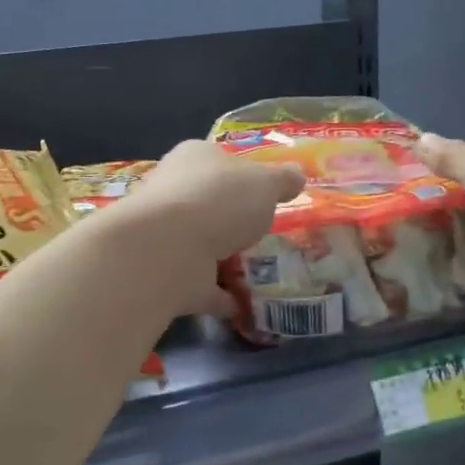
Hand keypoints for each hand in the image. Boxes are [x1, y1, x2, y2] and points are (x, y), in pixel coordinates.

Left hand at [118, 142, 305, 315]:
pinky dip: (221, 296)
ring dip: (224, 258)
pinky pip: (202, 286)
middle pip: (206, 203)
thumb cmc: (220, 200)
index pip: (216, 160)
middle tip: (263, 233)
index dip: (240, 173)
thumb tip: (297, 175)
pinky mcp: (167, 275)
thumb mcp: (266, 182)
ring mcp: (167, 237)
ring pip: (201, 245)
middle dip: (229, 218)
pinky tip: (246, 305)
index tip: (264, 193)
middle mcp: (173, 193)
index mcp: (193, 159)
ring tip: (262, 271)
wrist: (169, 249)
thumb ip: (282, 180)